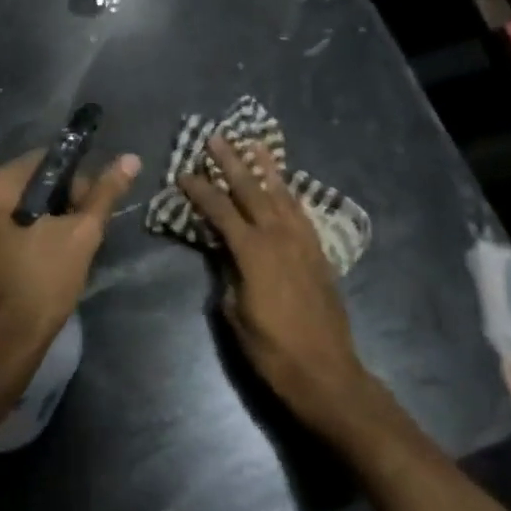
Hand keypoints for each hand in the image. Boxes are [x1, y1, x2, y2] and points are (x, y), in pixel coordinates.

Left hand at [0, 148, 140, 385]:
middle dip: (57, 200)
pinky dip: (19, 233)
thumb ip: (104, 193)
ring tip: (61, 246)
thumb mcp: (81, 235)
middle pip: (26, 182)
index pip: (43, 161)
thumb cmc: (43, 285)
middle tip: (78, 230)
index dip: (74, 180)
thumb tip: (130, 159)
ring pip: (13, 205)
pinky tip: (36, 258)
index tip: (89, 208)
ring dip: (39, 217)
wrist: (4, 347)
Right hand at [181, 136, 377, 439]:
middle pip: (252, 190)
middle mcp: (279, 237)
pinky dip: (289, 193)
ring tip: (254, 144)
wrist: (326, 373)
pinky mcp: (318, 252)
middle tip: (216, 138)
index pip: (220, 211)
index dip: (200, 190)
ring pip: (281, 194)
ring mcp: (302, 242)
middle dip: (232, 162)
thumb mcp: (235, 315)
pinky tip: (283, 185)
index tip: (184, 173)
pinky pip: (301, 212)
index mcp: (253, 252)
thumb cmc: (272, 350)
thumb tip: (225, 256)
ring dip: (266, 168)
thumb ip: (227, 275)